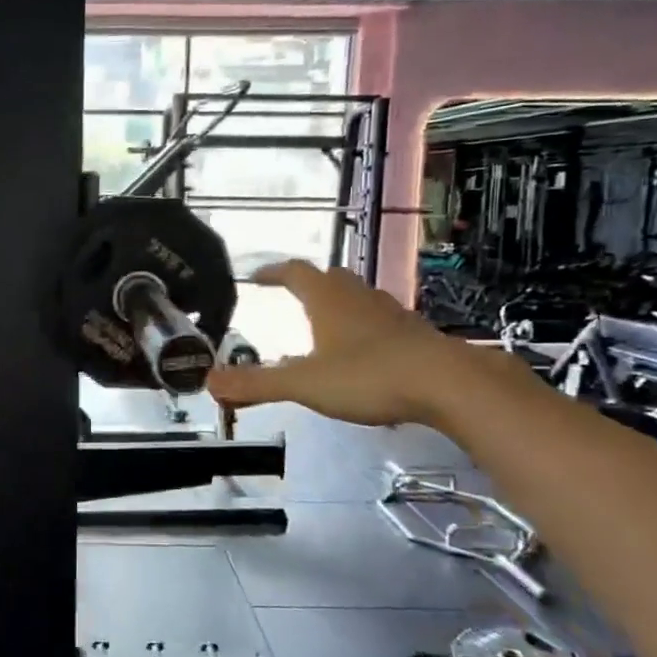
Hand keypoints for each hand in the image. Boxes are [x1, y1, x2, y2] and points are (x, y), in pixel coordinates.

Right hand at [206, 260, 478, 427]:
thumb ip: (256, 384)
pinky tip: (363, 352)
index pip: (295, 273)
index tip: (257, 276)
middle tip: (291, 294)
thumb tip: (209, 382)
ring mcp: (390, 313)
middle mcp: (358, 297)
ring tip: (325, 321)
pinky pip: (380, 320)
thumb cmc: (367, 376)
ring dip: (338, 303)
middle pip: (330, 278)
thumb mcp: (303, 383)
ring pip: (358, 297)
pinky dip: (364, 327)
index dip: (274, 272)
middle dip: (308, 283)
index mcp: (327, 300)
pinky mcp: (414, 334)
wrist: (447, 383)